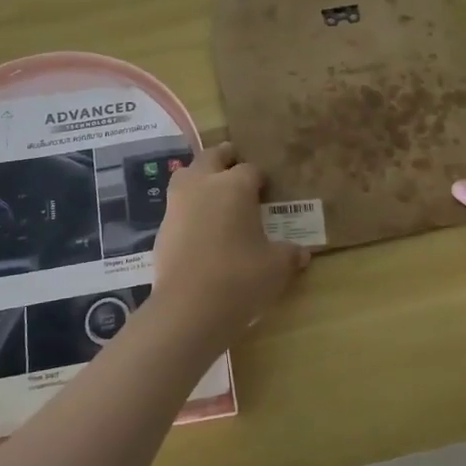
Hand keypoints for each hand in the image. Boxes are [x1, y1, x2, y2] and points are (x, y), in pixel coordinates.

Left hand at [153, 142, 308, 329]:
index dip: (260, 178)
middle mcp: (203, 184)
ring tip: (212, 191)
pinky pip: (176, 206)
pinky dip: (187, 208)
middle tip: (235, 165)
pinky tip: (198, 226)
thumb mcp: (276, 267)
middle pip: (212, 157)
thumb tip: (302, 254)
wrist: (189, 308)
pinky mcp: (162, 227)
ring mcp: (178, 204)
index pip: (251, 169)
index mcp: (235, 186)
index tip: (266, 189)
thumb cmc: (241, 277)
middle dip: (224, 158)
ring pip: (186, 175)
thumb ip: (289, 254)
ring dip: (199, 177)